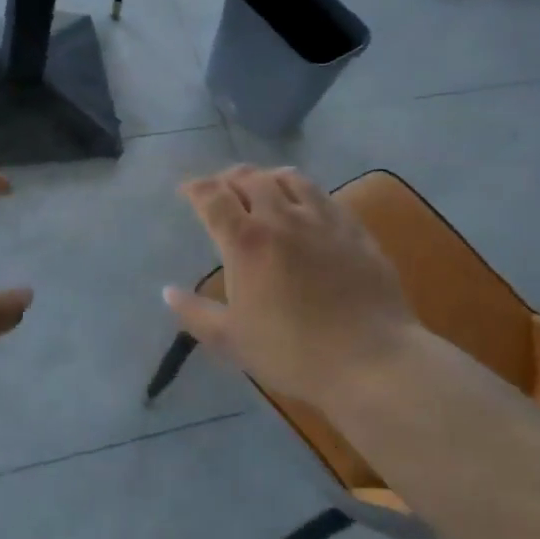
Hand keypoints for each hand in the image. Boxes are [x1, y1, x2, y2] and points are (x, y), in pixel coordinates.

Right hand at [165, 166, 423, 407]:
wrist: (372, 361)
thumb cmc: (293, 353)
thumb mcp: (232, 341)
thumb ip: (195, 314)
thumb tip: (167, 292)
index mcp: (246, 242)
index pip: (213, 197)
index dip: (196, 188)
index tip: (187, 190)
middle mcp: (282, 218)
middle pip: (250, 178)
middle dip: (229, 178)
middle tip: (221, 189)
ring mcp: (323, 220)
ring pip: (290, 178)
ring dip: (267, 177)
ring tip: (262, 186)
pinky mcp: (354, 229)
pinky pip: (325, 195)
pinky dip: (304, 191)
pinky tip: (306, 205)